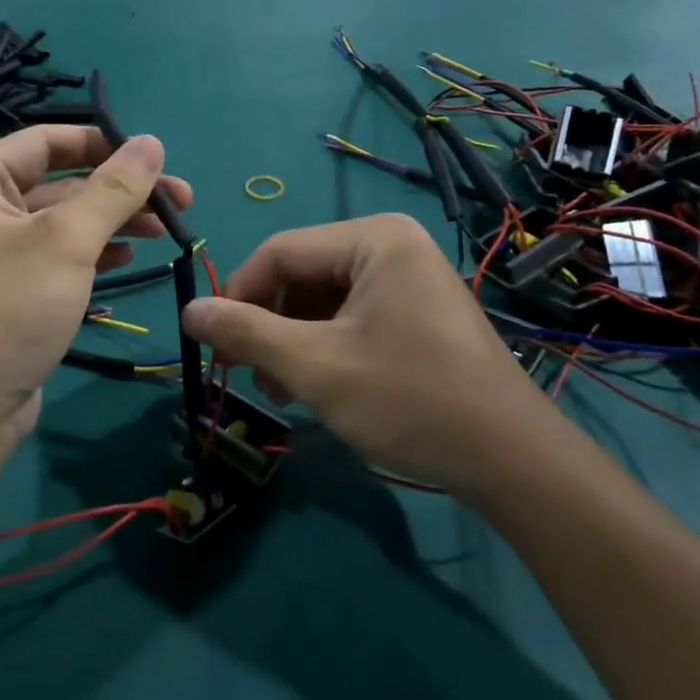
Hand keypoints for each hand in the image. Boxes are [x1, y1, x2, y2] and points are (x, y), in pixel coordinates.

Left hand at [0, 125, 191, 440]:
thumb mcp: (67, 241)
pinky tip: (128, 256)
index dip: (102, 142)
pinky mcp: (11, 286)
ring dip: (113, 220)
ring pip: (63, 219)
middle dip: (118, 189)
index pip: (45, 141)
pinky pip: (56, 253)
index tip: (154, 155)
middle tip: (179, 199)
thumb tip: (152, 142)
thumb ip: (113, 188)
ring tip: (166, 228)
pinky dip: (92, 250)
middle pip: (60, 180)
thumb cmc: (11, 307)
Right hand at [182, 214, 554, 498]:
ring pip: (323, 300)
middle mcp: (392, 244)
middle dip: (269, 326)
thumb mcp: (314, 367)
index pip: (279, 252)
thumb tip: (188, 312)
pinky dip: (324, 347)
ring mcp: (409, 278)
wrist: (512, 461)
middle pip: (301, 275)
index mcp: (373, 238)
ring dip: (292, 342)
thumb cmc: (409, 400)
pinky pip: (352, 316)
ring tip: (281, 391)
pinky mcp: (417, 310)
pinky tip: (315, 387)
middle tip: (249, 376)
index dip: (237, 295)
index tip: (213, 344)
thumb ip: (245, 333)